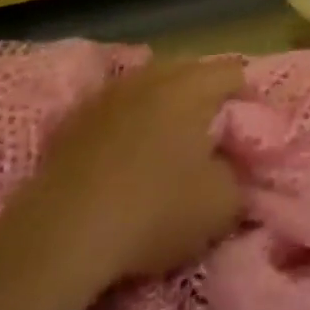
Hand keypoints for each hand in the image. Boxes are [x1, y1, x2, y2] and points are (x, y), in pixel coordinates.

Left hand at [21, 54, 246, 282]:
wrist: (61, 237)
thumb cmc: (155, 210)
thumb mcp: (224, 204)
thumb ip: (240, 175)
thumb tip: (233, 166)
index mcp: (192, 86)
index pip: (234, 73)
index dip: (248, 98)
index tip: (248, 131)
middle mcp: (151, 77)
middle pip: (190, 72)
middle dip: (204, 97)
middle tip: (212, 135)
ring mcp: (108, 95)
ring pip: (149, 88)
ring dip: (163, 108)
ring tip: (169, 145)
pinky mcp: (73, 120)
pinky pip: (116, 111)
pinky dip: (128, 125)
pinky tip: (127, 157)